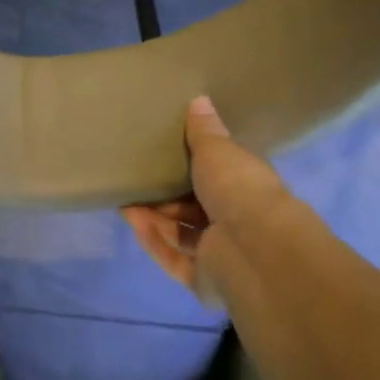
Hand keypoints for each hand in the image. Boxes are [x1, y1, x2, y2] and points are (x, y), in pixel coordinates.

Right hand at [121, 96, 289, 298]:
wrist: (253, 248)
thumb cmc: (239, 189)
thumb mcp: (218, 151)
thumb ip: (204, 131)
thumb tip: (199, 100)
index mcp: (248, 189)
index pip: (221, 177)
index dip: (196, 166)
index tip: (167, 154)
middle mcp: (237, 222)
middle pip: (197, 208)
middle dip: (168, 196)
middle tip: (139, 179)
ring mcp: (221, 254)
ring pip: (183, 234)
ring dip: (156, 218)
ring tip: (126, 199)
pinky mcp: (203, 279)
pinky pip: (173, 258)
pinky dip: (154, 240)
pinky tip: (132, 220)